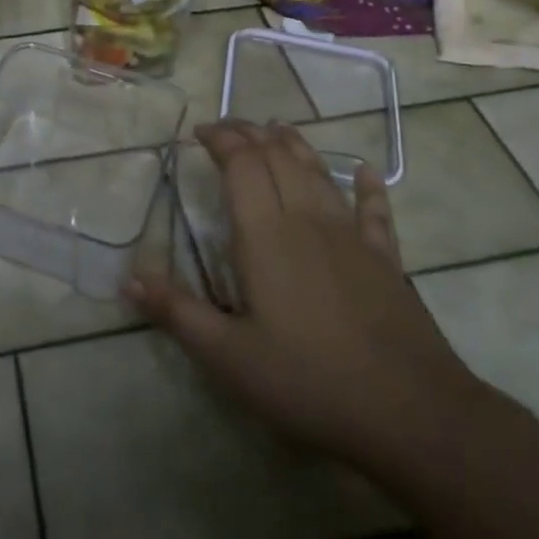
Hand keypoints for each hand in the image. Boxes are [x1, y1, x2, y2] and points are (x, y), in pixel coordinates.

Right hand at [129, 120, 484, 478]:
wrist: (409, 412)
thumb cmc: (308, 382)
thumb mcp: (228, 356)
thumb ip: (177, 313)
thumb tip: (128, 278)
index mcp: (266, 234)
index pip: (241, 164)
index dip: (221, 139)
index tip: (200, 131)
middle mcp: (307, 220)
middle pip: (278, 157)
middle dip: (251, 134)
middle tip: (228, 127)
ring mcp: (351, 237)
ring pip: (319, 172)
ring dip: (295, 145)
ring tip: (277, 128)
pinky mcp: (385, 259)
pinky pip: (374, 211)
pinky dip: (367, 187)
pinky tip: (365, 171)